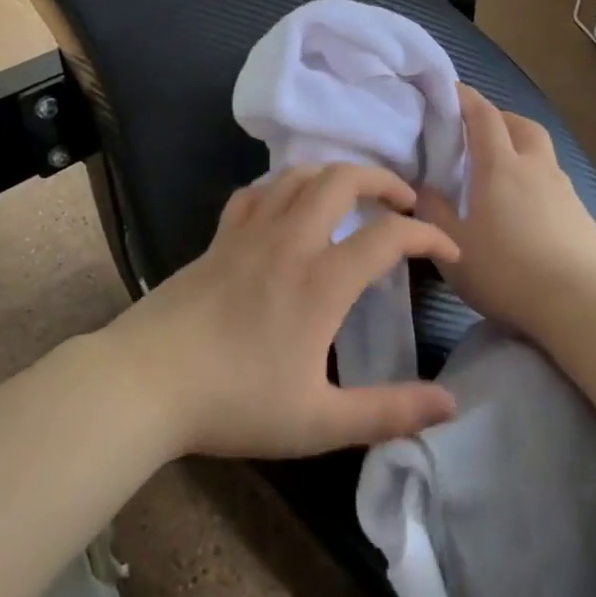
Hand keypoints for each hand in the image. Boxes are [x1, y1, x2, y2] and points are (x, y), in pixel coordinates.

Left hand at [108, 164, 460, 458]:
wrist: (146, 382)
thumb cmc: (235, 403)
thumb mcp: (320, 422)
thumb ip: (389, 411)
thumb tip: (450, 404)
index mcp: (322, 280)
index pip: (389, 236)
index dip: (428, 237)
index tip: (448, 252)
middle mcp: (290, 241)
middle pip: (342, 180)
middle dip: (382, 179)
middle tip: (403, 200)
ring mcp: (249, 233)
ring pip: (297, 175)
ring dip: (334, 173)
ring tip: (353, 193)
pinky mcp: (218, 238)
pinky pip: (256, 192)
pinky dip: (282, 187)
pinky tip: (287, 205)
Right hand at [414, 84, 595, 339]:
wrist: (583, 303)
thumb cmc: (507, 271)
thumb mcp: (453, 245)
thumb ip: (433, 211)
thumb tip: (423, 188)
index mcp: (500, 166)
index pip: (483, 116)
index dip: (465, 98)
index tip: (449, 90)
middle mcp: (535, 167)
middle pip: (521, 124)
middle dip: (498, 117)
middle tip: (476, 130)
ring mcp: (563, 189)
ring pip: (541, 151)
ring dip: (520, 146)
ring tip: (501, 169)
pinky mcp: (581, 214)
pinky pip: (553, 180)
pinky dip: (536, 178)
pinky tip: (526, 206)